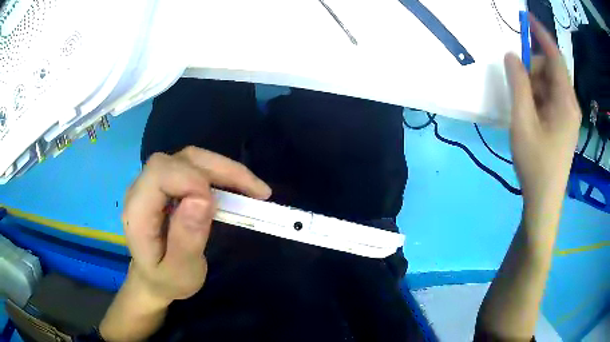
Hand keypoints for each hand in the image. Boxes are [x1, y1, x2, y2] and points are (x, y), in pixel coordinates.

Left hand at [122, 146, 271, 306]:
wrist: (153, 278)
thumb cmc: (166, 280)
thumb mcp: (180, 273)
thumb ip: (187, 240)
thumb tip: (202, 198)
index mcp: (138, 211)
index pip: (161, 173)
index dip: (191, 180)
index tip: (216, 206)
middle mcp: (142, 188)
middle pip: (179, 160)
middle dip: (219, 170)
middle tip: (255, 191)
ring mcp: (154, 183)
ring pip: (191, 158)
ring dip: (224, 169)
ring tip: (254, 188)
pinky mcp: (167, 183)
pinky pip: (195, 167)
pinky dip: (220, 173)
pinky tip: (238, 186)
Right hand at [505, 14, 580, 208]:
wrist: (544, 200)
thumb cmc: (535, 163)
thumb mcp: (523, 121)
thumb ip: (518, 84)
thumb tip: (512, 55)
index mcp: (565, 101)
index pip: (555, 57)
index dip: (541, 35)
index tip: (526, 19)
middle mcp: (570, 104)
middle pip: (551, 71)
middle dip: (532, 68)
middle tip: (515, 81)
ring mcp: (567, 116)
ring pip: (549, 85)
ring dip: (533, 85)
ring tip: (520, 104)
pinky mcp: (563, 124)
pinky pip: (550, 99)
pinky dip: (537, 96)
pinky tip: (527, 111)